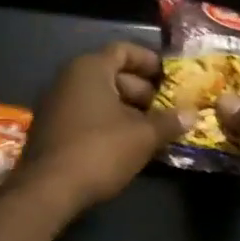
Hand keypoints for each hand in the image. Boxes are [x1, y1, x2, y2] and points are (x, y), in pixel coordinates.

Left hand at [10, 42, 193, 217]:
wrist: (47, 190)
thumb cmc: (99, 150)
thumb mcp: (142, 136)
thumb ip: (168, 122)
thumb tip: (192, 114)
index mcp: (90, 68)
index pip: (124, 50)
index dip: (150, 61)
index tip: (171, 78)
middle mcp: (69, 79)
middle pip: (113, 75)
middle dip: (143, 92)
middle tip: (168, 110)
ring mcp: (56, 104)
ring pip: (100, 98)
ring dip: (128, 111)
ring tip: (154, 131)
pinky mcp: (52, 129)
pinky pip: (87, 116)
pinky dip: (109, 124)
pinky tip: (129, 145)